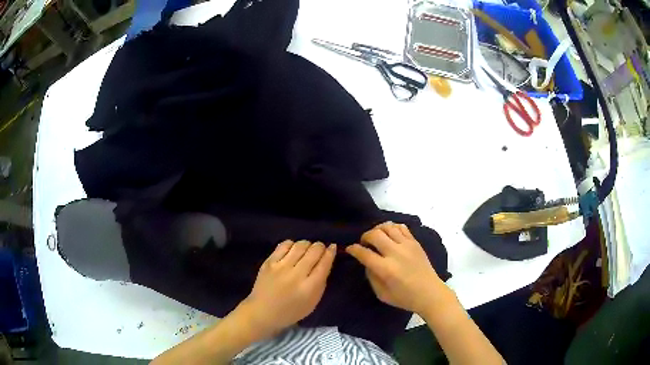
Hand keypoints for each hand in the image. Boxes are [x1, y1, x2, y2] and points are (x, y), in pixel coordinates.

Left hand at [240, 240, 335, 338]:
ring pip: (300, 245)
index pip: (324, 264)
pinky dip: (292, 244)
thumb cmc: (290, 311)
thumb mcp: (312, 302)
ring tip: (307, 249)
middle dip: (320, 246)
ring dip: (307, 244)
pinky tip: (293, 249)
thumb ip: (321, 283)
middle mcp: (296, 275)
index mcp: (309, 287)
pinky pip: (284, 245)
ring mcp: (281, 267)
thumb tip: (325, 262)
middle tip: (320, 249)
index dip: (331, 252)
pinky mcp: (269, 262)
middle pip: (314, 251)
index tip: (333, 247)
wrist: (262, 312)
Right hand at [346, 222, 444, 314]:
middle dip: (364, 236)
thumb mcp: (381, 294)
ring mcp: (407, 245)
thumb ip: (371, 277)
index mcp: (386, 269)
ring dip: (377, 229)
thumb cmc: (405, 298)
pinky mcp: (415, 242)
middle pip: (374, 234)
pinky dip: (392, 227)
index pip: (364, 253)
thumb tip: (366, 262)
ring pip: (388, 226)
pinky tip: (390, 235)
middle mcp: (396, 253)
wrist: (430, 293)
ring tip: (376, 237)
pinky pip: (402, 227)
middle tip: (364, 243)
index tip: (350, 249)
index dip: (353, 249)